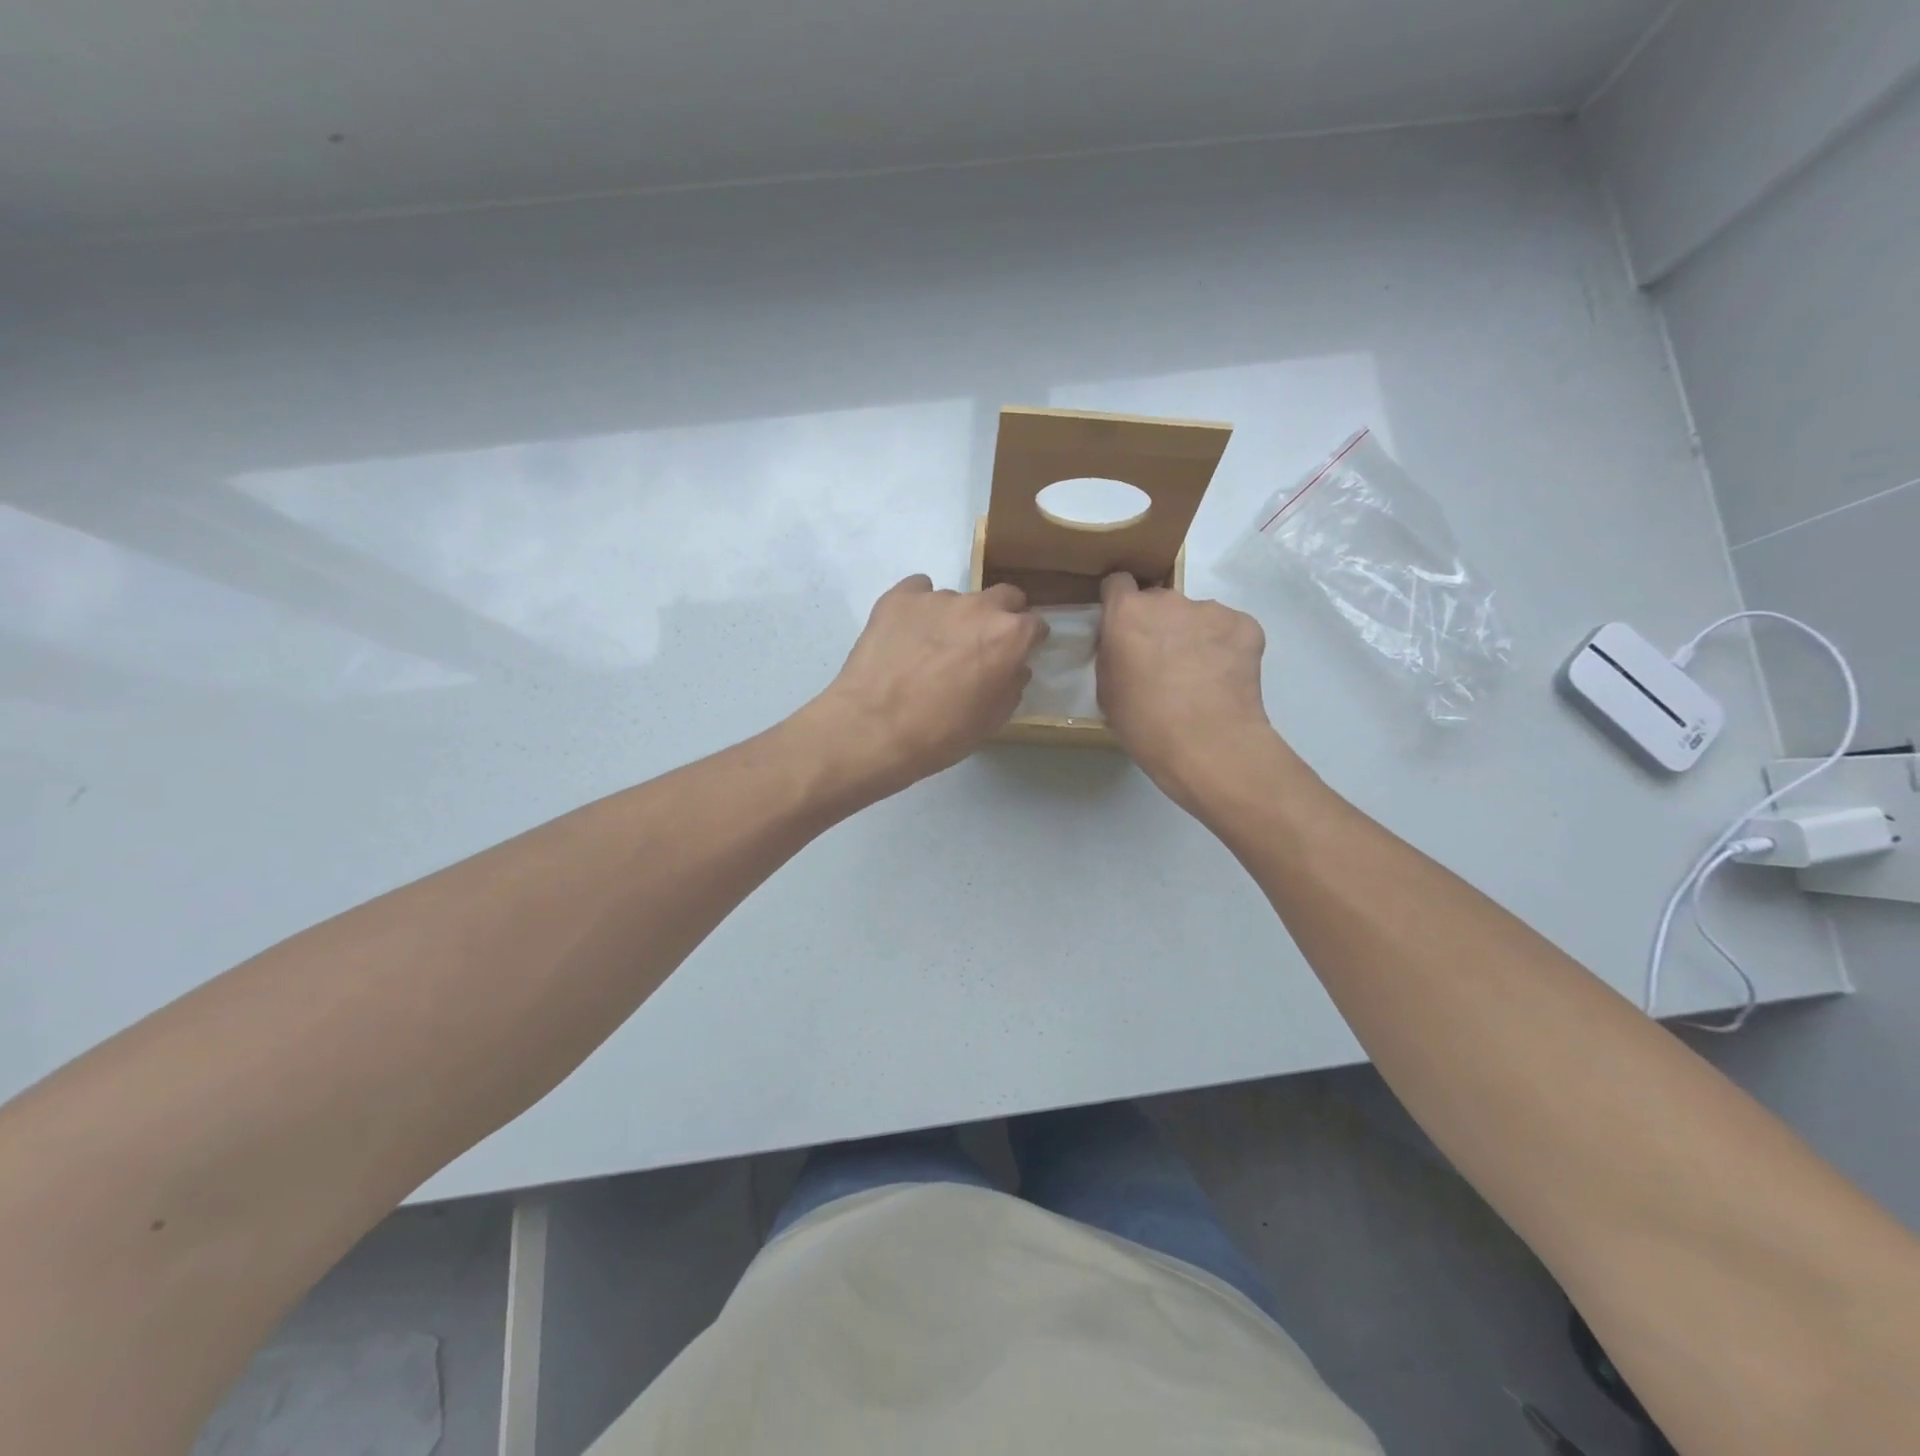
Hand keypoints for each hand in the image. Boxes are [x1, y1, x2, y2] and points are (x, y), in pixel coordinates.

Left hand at [804, 575, 1045, 795]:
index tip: (1019, 654)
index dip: (1029, 640)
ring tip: (931, 648)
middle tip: (983, 644)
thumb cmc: (940, 733)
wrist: (872, 729)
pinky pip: (917, 591)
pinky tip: (906, 633)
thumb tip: (1014, 668)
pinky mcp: (898, 598)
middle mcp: (978, 607)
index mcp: (1009, 636)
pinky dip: (919, 607)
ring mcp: (936, 597)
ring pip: (958, 599)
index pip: (1035, 624)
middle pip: (1004, 597)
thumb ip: (1011, 686)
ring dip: (955, 618)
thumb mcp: (991, 720)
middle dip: (1001, 616)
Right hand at [1097, 572, 1280, 810]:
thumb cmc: (1144, 723)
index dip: (1119, 603)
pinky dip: (1225, 647)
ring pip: (1196, 615)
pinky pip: (1228, 629)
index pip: (1117, 583)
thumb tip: (1125, 645)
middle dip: (1158, 624)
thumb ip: (1112, 654)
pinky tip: (1223, 679)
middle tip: (1162, 662)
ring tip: (1198, 676)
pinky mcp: (1246, 625)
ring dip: (1193, 635)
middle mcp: (1168, 600)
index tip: (1122, 627)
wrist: (1208, 744)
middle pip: (1159, 601)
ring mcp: (1211, 610)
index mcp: (1127, 613)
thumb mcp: (1106, 690)